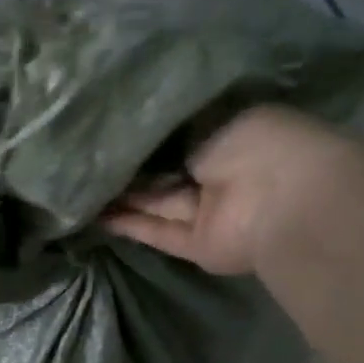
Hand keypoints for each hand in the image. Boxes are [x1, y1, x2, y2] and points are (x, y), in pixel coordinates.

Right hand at [104, 106, 349, 274]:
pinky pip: (158, 232)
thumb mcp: (209, 116)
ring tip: (79, 186)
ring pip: (158, 203)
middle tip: (86, 158)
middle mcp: (221, 173)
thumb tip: (139, 128)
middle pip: (167, 172)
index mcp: (234, 134)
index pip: (185, 133)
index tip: (111, 127)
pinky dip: (128, 225)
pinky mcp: (197, 246)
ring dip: (122, 197)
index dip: (150, 132)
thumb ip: (172, 127)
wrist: (284, 199)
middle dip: (131, 166)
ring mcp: (210, 213)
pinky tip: (94, 216)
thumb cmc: (255, 142)